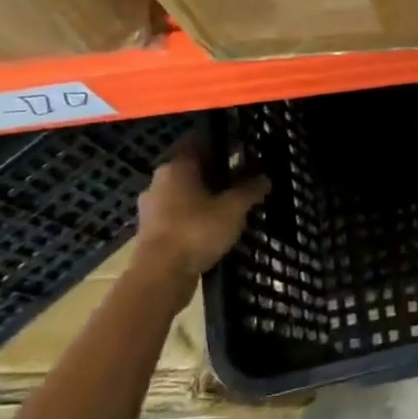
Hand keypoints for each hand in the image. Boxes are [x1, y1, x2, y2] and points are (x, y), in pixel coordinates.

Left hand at [135, 136, 268, 277]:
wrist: (160, 277)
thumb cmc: (196, 231)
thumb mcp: (233, 208)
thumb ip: (250, 190)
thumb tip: (265, 177)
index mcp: (176, 167)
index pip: (199, 142)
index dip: (222, 143)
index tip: (242, 146)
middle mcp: (160, 182)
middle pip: (193, 168)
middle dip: (217, 172)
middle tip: (244, 176)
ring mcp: (152, 208)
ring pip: (186, 193)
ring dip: (207, 196)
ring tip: (233, 204)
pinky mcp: (152, 231)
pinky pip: (179, 214)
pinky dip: (196, 216)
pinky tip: (215, 226)